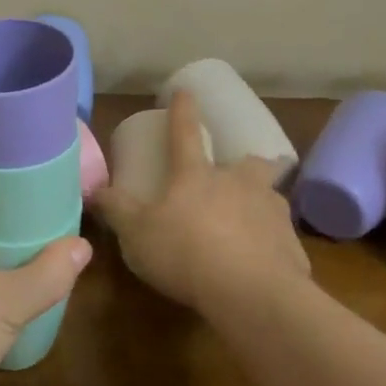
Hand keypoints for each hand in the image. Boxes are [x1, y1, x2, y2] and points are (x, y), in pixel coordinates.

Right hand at [92, 90, 309, 315]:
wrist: (253, 294)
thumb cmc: (185, 253)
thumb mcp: (137, 233)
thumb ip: (116, 210)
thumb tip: (93, 189)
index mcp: (196, 176)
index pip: (185, 133)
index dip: (182, 110)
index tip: (185, 91)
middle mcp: (238, 185)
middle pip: (251, 163)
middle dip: (249, 163)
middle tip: (241, 174)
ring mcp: (271, 213)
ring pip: (272, 198)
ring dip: (262, 204)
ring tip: (252, 223)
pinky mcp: (293, 247)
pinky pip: (282, 241)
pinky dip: (274, 247)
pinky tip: (265, 266)